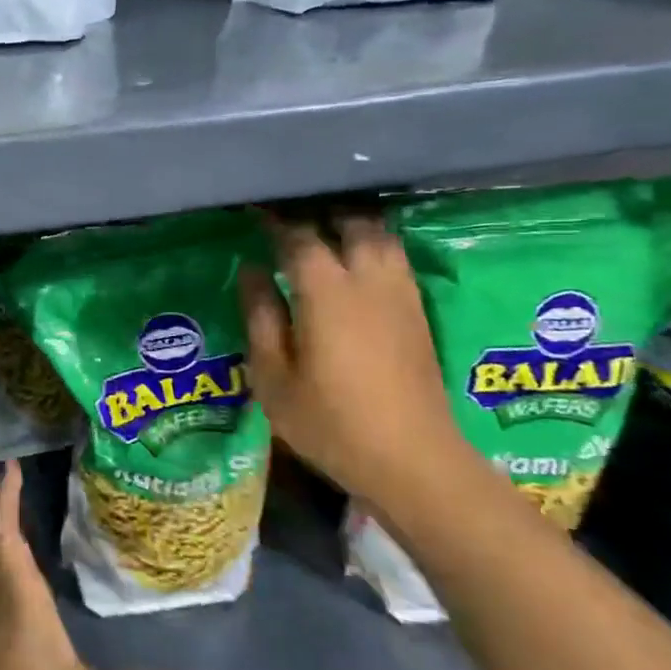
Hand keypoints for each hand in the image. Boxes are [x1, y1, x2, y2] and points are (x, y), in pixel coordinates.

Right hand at [242, 212, 468, 509]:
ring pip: (380, 235)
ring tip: (325, 228)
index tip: (256, 209)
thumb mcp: (273, 377)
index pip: (299, 237)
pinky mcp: (418, 312)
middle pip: (351, 222)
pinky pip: (395, 258)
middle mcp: (368, 281)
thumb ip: (260, 317)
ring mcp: (400, 295)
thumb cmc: (330, 423)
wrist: (413, 460)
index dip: (275, 220)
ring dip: (352, 224)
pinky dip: (373, 244)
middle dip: (321, 211)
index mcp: (326, 293)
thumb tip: (252, 271)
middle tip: (292, 215)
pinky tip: (356, 259)